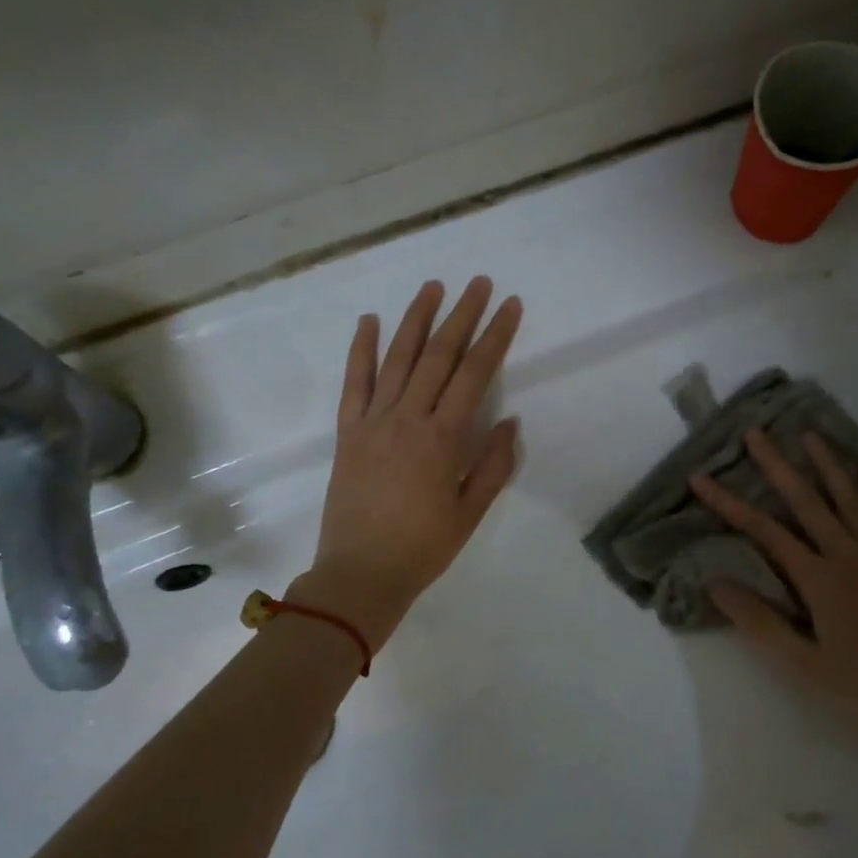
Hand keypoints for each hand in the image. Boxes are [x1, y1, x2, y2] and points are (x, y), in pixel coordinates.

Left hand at [301, 277, 522, 645]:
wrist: (360, 574)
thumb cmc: (423, 548)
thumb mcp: (470, 512)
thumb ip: (493, 464)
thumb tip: (509, 420)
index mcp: (443, 438)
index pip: (474, 374)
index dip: (495, 336)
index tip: (510, 306)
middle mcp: (408, 418)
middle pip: (439, 355)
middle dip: (461, 315)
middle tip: (478, 282)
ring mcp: (373, 421)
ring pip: (398, 359)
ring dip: (416, 320)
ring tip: (432, 287)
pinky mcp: (347, 432)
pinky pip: (354, 383)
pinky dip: (360, 350)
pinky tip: (369, 321)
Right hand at [689, 429, 857, 741]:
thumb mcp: (803, 665)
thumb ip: (759, 621)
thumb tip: (715, 582)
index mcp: (820, 579)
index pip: (764, 530)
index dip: (729, 502)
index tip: (701, 477)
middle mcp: (850, 554)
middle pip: (807, 500)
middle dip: (778, 465)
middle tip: (756, 432)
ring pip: (852, 497)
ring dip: (828, 463)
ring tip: (810, 434)